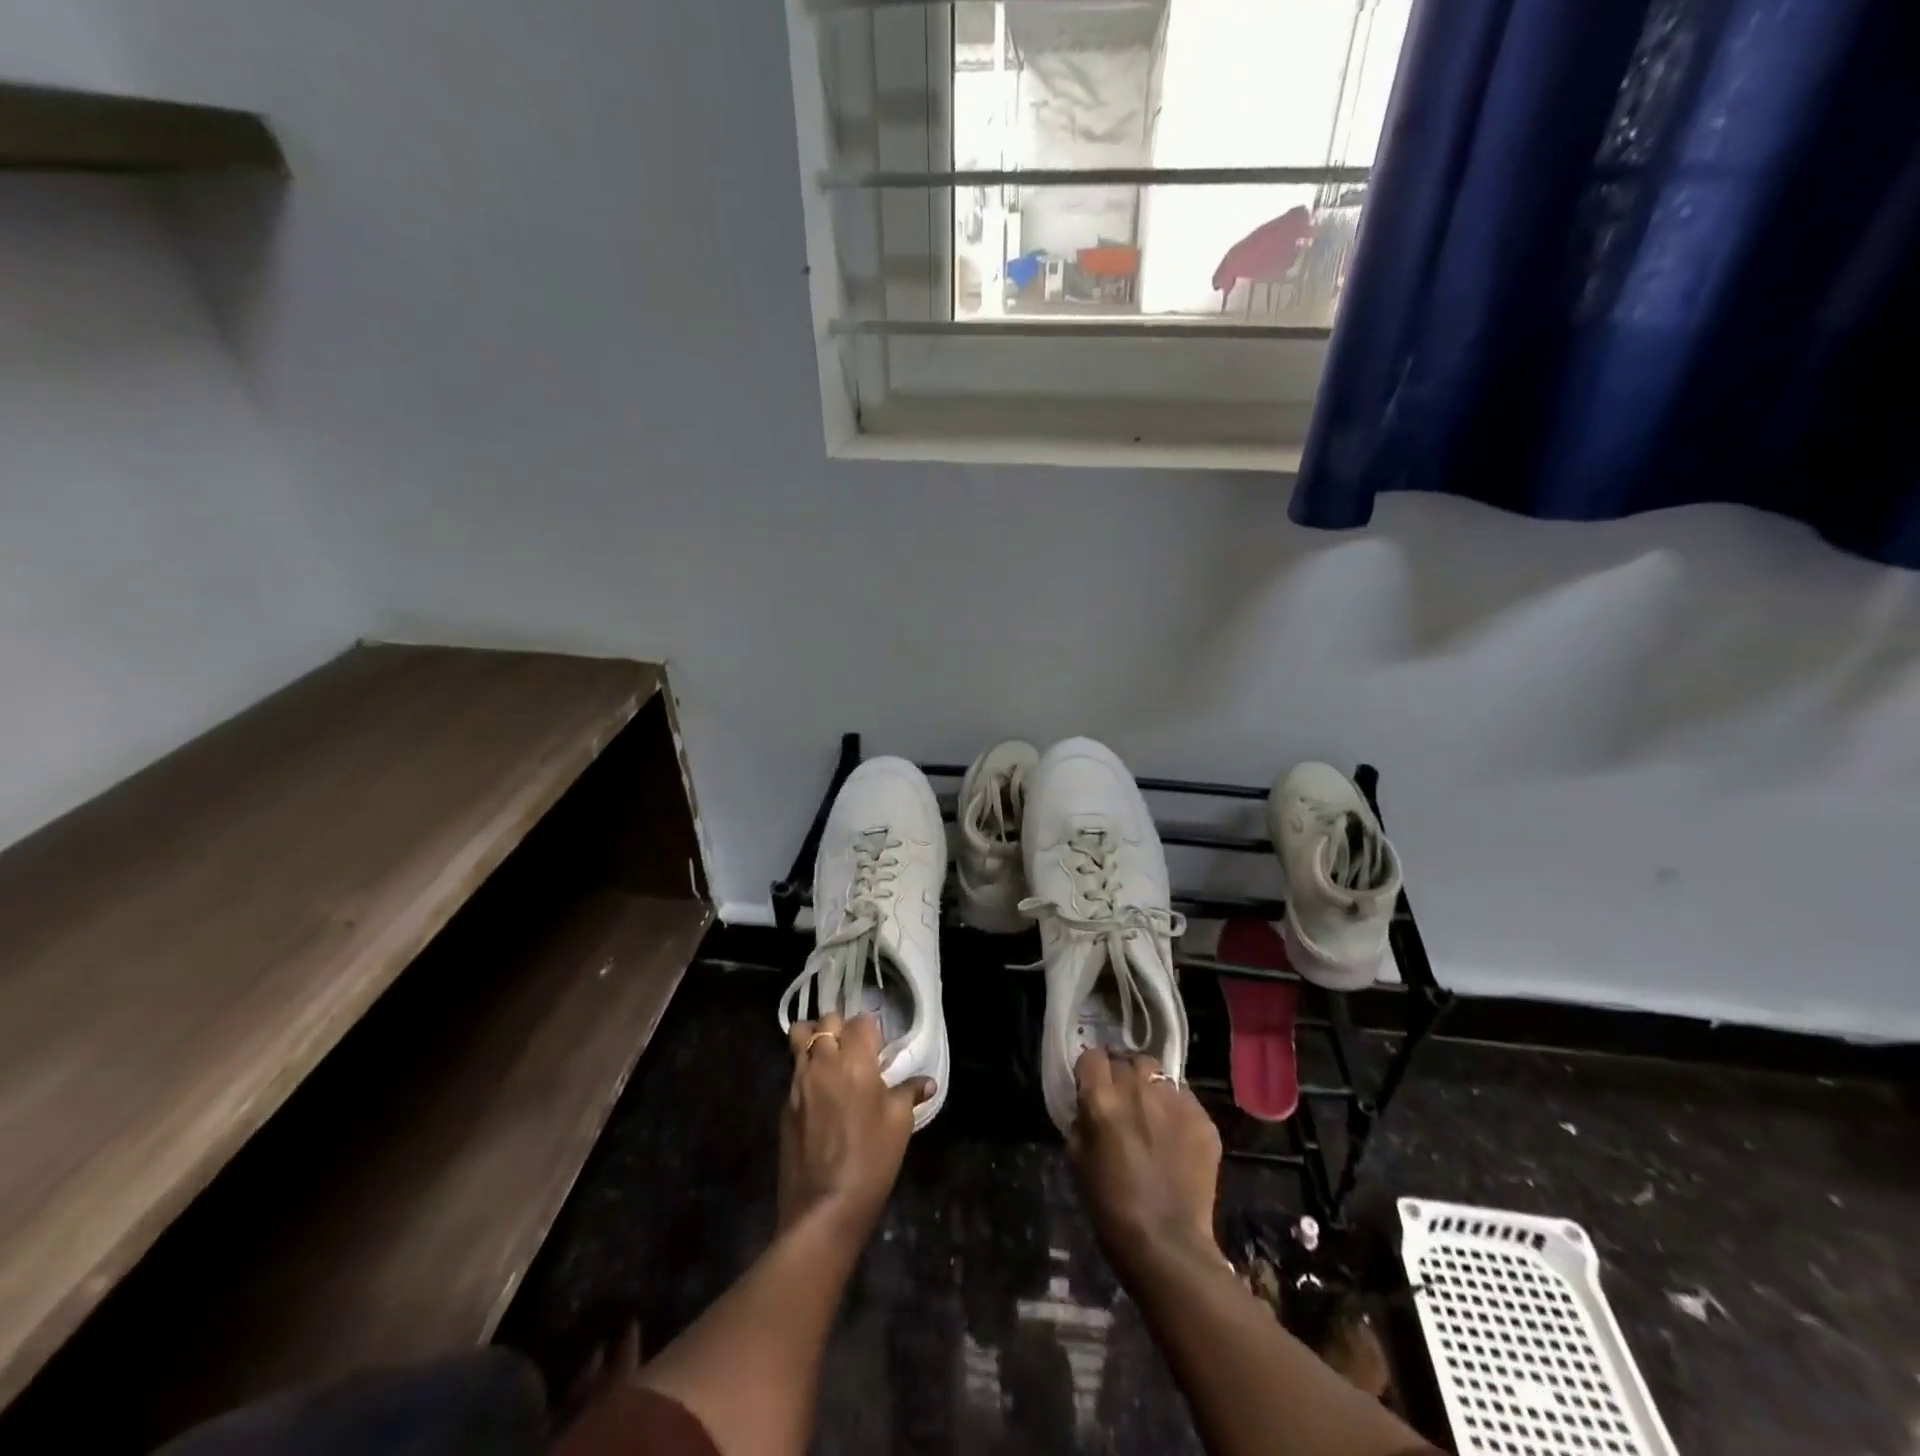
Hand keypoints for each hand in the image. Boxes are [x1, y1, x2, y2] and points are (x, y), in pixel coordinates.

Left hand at [779, 1012, 929, 1239]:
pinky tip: (819, 1093)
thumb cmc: (871, 1159)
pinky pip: (793, 1071)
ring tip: (829, 1058)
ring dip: (815, 1039)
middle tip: (854, 1048)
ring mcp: (798, 1082)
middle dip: (840, 1027)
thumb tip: (926, 1082)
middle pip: (826, 1021)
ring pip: (800, 1038)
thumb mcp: (900, 1124)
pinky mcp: (785, 1104)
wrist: (824, 1207)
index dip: (871, 1029)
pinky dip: (805, 1070)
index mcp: (855, 1060)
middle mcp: (823, 1061)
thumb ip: (909, 1093)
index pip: (861, 1021)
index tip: (879, 1046)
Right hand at [1068, 1049, 1222, 1275]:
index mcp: (1102, 1098)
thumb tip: (1087, 1105)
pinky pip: (1184, 1099)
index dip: (1091, 1072)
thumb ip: (1082, 1121)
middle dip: (1122, 1076)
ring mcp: (1174, 1100)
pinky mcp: (1202, 1118)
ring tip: (1152, 1114)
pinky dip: (1176, 1110)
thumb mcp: (1078, 1160)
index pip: (1092, 1056)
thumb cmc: (1111, 1207)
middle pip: (1127, 1060)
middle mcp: (1138, 1088)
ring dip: (1150, 1087)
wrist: (1167, 1245)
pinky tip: (1175, 1137)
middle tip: (1123, 1102)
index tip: (1092, 1087)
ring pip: (1158, 1074)